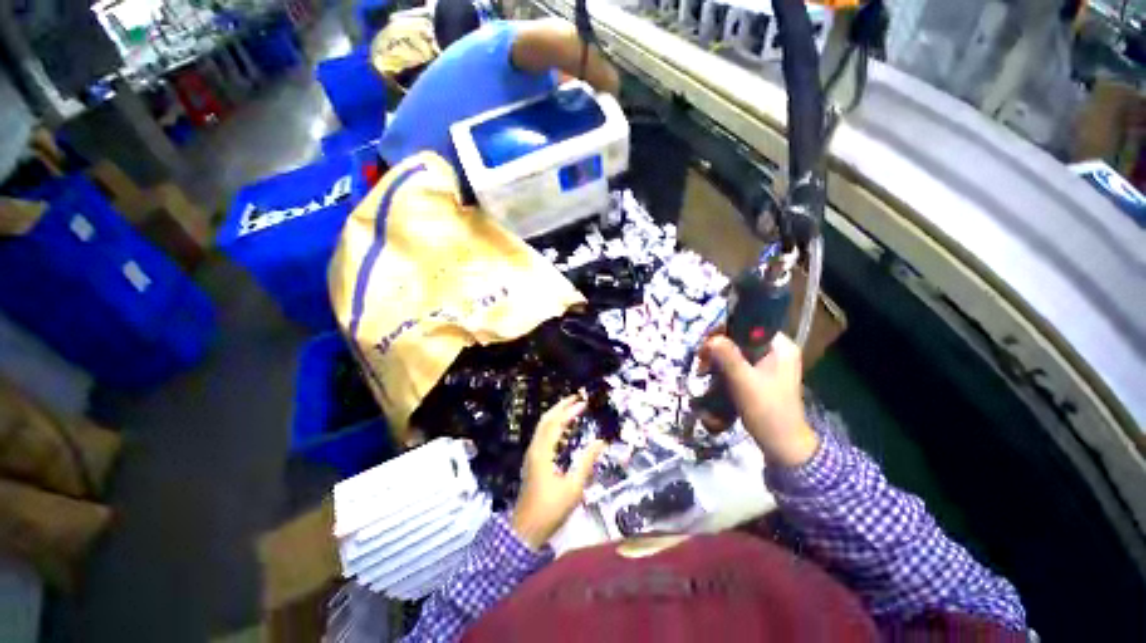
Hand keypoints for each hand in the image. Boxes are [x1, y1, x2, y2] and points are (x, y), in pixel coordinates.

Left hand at [511, 396, 606, 548]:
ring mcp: (532, 455)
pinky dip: (553, 426)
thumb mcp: (573, 488)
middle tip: (576, 398)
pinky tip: (565, 430)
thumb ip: (586, 463)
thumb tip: (600, 442)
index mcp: (543, 453)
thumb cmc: (550, 510)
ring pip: (542, 427)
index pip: (556, 424)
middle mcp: (535, 449)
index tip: (583, 403)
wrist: (525, 531)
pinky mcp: (532, 461)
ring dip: (556, 415)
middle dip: (560, 407)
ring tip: (572, 409)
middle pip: (546, 420)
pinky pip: (543, 436)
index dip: (569, 411)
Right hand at [699, 333, 818, 467]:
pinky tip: (714, 376)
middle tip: (702, 362)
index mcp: (781, 346)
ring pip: (738, 350)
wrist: (783, 444)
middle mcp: (778, 350)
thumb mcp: (744, 382)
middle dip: (719, 348)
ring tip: (703, 371)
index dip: (724, 331)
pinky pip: (741, 362)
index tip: (706, 346)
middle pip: (741, 338)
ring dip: (719, 359)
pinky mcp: (763, 375)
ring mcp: (771, 363)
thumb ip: (728, 357)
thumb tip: (710, 339)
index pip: (748, 325)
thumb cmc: (767, 411)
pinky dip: (726, 367)